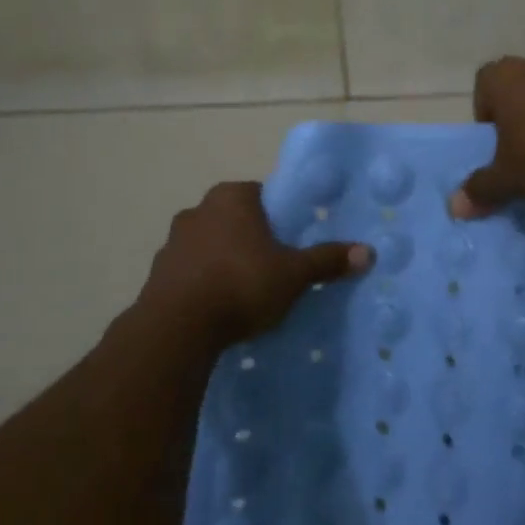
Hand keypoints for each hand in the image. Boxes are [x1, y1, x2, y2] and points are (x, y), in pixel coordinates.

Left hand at [137, 181, 373, 343]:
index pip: (261, 196)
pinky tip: (217, 308)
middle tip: (272, 268)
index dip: (278, 219)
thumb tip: (368, 252)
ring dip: (223, 261)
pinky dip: (203, 283)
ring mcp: (172, 241)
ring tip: (244, 292)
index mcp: (232, 197)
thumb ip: (327, 260)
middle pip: (234, 219)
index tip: (289, 244)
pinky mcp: (157, 273)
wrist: (178, 327)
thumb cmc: (242, 284)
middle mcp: (198, 209)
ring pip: (209, 245)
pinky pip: (189, 272)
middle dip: (251, 240)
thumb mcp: (293, 274)